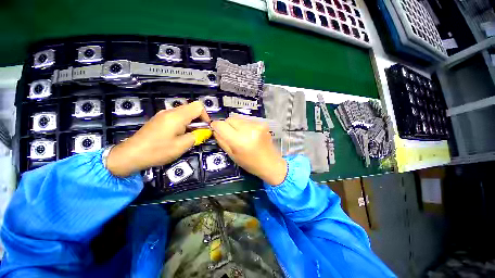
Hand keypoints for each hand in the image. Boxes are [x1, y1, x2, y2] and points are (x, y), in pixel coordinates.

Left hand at [106, 101, 209, 176]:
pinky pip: (176, 117)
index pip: (198, 106)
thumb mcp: (181, 146)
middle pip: (192, 108)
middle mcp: (170, 111)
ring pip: (184, 112)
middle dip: (199, 120)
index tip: (205, 128)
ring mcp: (163, 114)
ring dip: (191, 122)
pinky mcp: (159, 119)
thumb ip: (196, 136)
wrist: (130, 155)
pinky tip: (178, 135)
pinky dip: (183, 123)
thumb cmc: (157, 151)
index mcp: (177, 116)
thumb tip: (205, 131)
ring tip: (188, 136)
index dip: (205, 116)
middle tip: (198, 133)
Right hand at [211, 117, 286, 185]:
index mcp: (239, 140)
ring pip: (238, 118)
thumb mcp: (232, 155)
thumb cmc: (250, 163)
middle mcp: (248, 129)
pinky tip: (249, 134)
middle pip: (230, 119)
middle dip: (227, 125)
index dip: (216, 126)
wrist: (271, 163)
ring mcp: (257, 125)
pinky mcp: (263, 123)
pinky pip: (247, 120)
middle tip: (230, 135)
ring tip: (241, 135)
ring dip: (236, 125)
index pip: (221, 125)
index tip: (215, 129)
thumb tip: (215, 129)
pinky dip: (245, 125)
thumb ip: (222, 141)